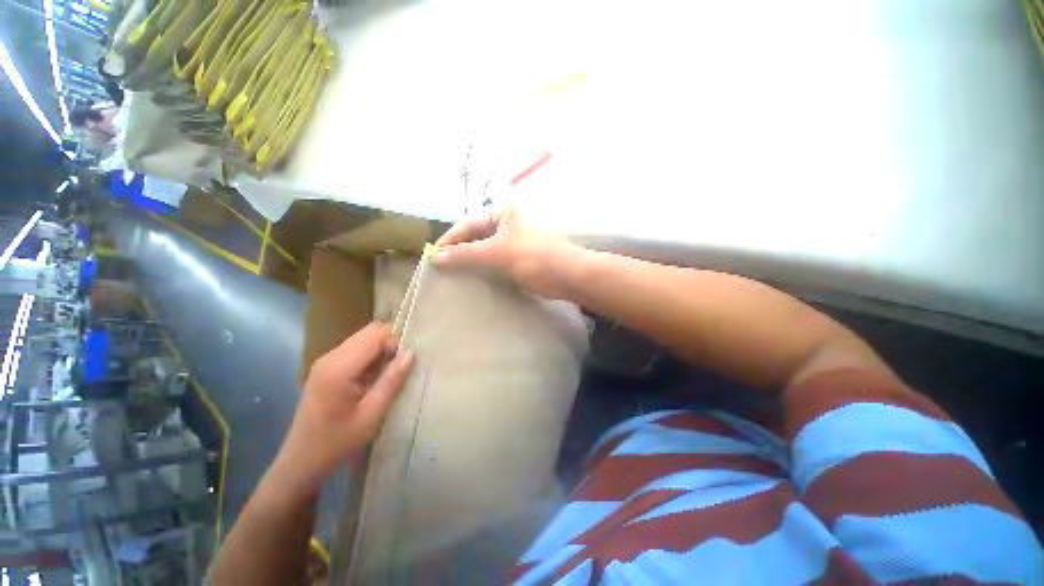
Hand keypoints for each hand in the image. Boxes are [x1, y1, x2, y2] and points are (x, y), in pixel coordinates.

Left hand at [275, 323, 414, 494]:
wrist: (302, 460)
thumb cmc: (338, 441)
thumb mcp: (372, 415)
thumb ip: (392, 381)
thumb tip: (411, 353)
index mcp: (338, 368)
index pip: (375, 335)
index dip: (396, 343)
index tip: (405, 365)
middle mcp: (330, 357)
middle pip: (370, 332)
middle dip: (391, 343)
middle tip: (399, 368)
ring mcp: (327, 360)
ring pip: (365, 338)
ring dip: (382, 350)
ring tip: (388, 374)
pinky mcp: (328, 366)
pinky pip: (357, 349)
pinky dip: (373, 356)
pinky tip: (374, 377)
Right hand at [434, 206, 582, 299]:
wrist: (568, 276)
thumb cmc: (534, 257)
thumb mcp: (497, 253)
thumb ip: (466, 254)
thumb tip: (436, 257)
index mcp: (502, 212)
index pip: (468, 223)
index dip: (450, 239)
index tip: (433, 256)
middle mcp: (507, 223)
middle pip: (476, 236)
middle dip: (459, 251)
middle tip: (441, 268)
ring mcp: (514, 241)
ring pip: (485, 250)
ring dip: (470, 262)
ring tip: (452, 276)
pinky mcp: (518, 258)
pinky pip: (495, 261)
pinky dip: (483, 269)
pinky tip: (472, 280)